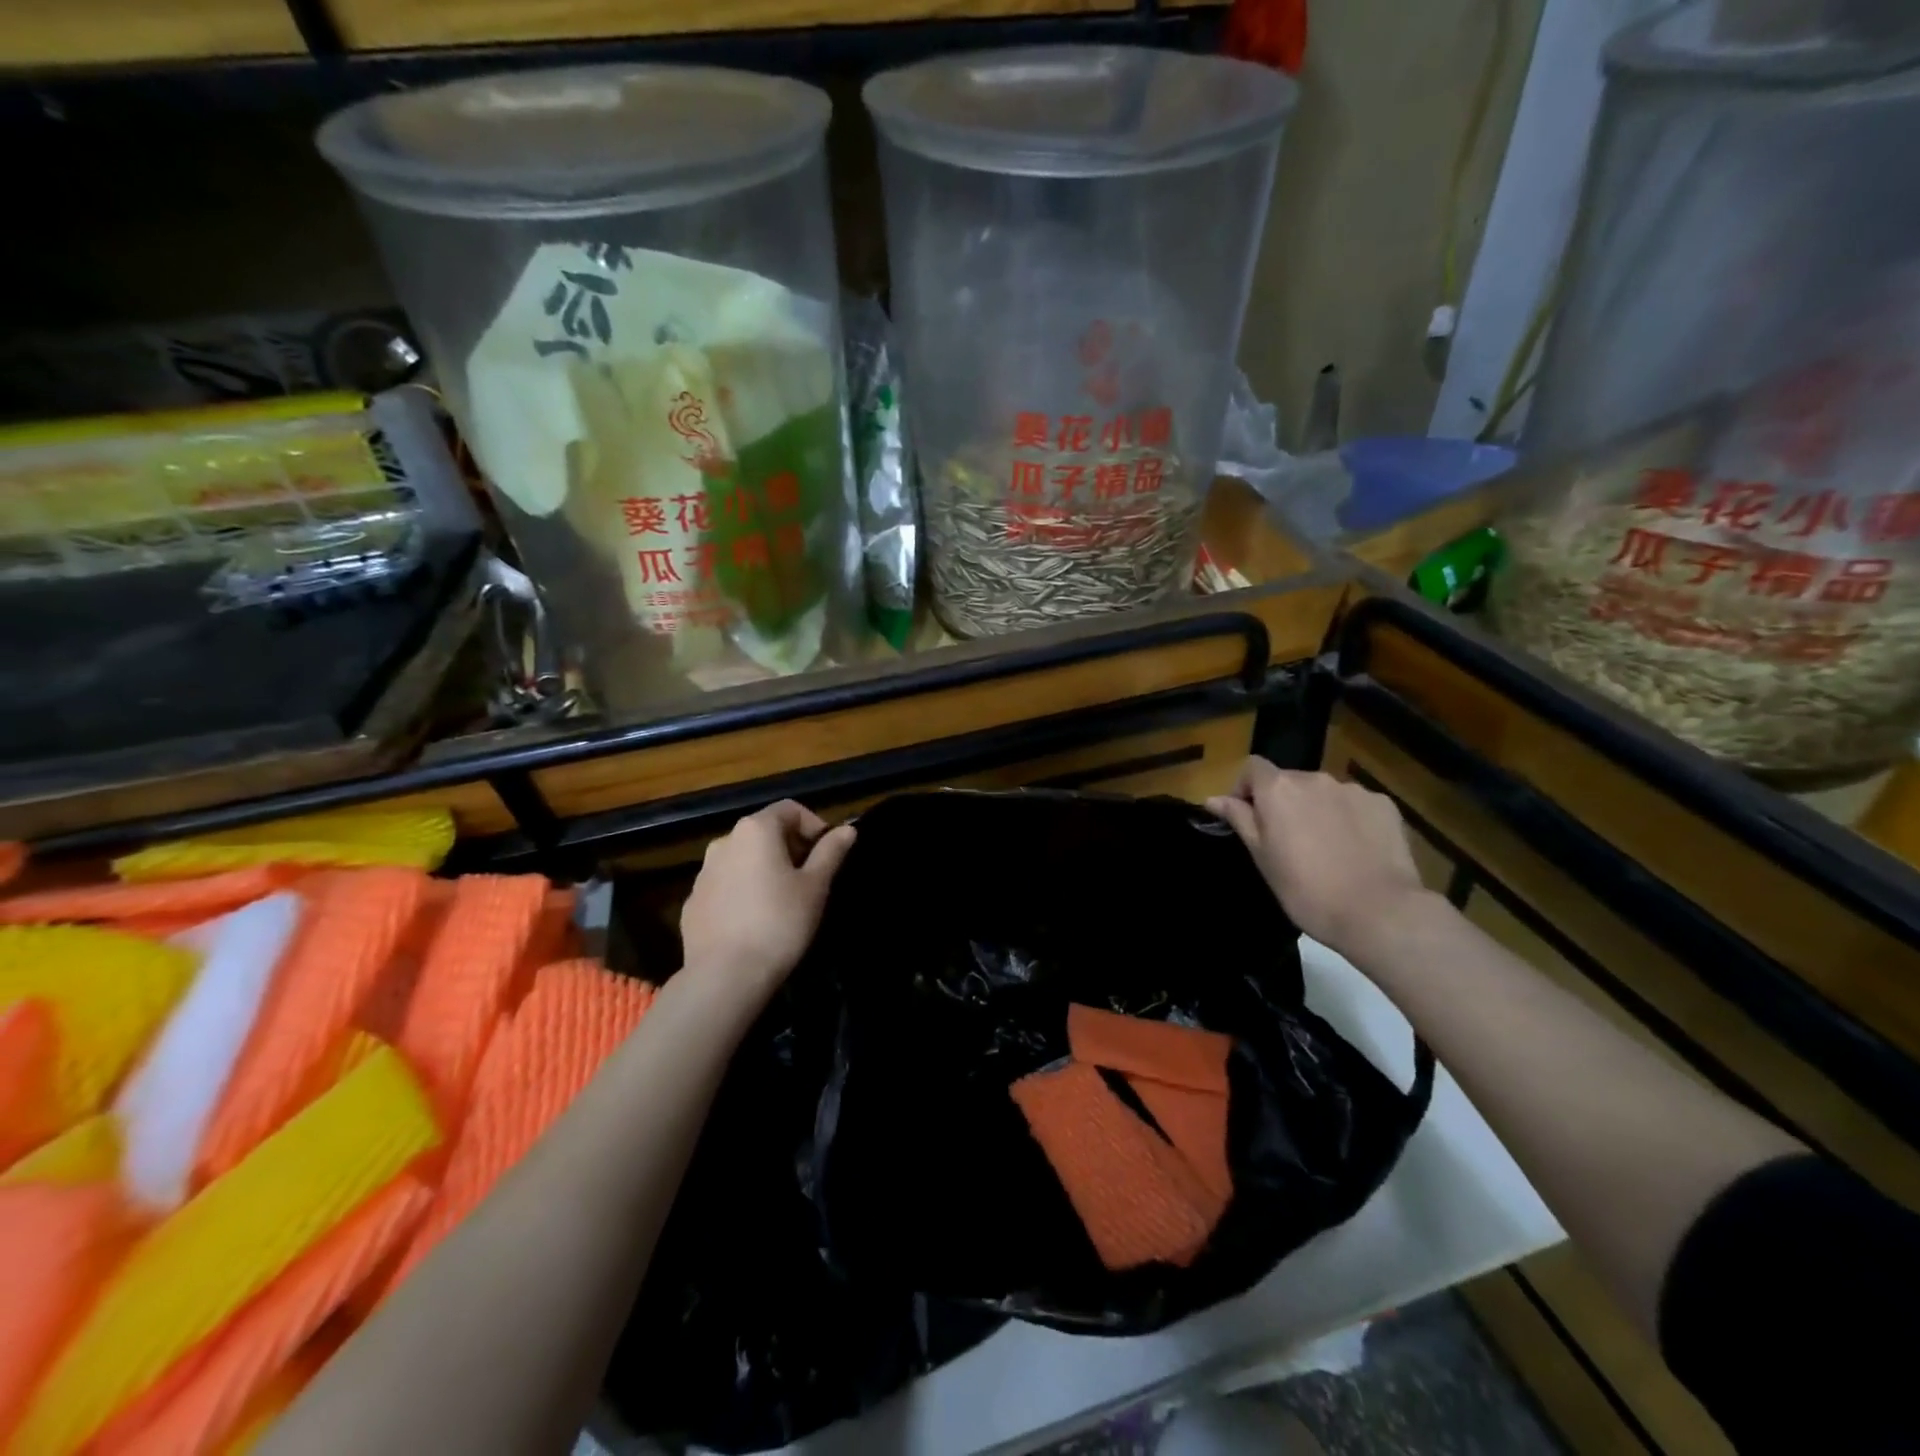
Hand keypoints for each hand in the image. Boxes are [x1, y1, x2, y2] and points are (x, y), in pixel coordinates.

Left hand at [680, 801, 856, 1003]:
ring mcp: (703, 873)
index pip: (790, 809)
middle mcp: (724, 842)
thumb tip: (847, 829)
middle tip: (811, 879)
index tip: (828, 854)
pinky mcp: (693, 902)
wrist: (725, 976)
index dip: (814, 826)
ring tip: (784, 901)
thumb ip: (831, 852)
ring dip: (766, 869)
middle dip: (791, 848)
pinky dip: (744, 891)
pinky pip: (726, 885)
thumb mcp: (815, 887)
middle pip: (765, 832)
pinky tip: (756, 921)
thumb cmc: (779, 923)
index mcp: (755, 830)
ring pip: (743, 859)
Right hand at [1207, 760, 1431, 954]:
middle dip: (1283, 803)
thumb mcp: (1261, 857)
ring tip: (1325, 848)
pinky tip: (1355, 849)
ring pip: (1323, 793)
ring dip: (1317, 809)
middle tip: (1287, 842)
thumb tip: (1213, 799)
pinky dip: (1349, 818)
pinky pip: (1355, 804)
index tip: (1247, 818)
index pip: (1252, 767)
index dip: (1245, 788)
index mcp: (1279, 789)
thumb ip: (1239, 819)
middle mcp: (1314, 778)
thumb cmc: (1305, 889)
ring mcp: (1353, 789)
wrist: (1378, 912)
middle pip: (1289, 780)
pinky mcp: (1384, 805)